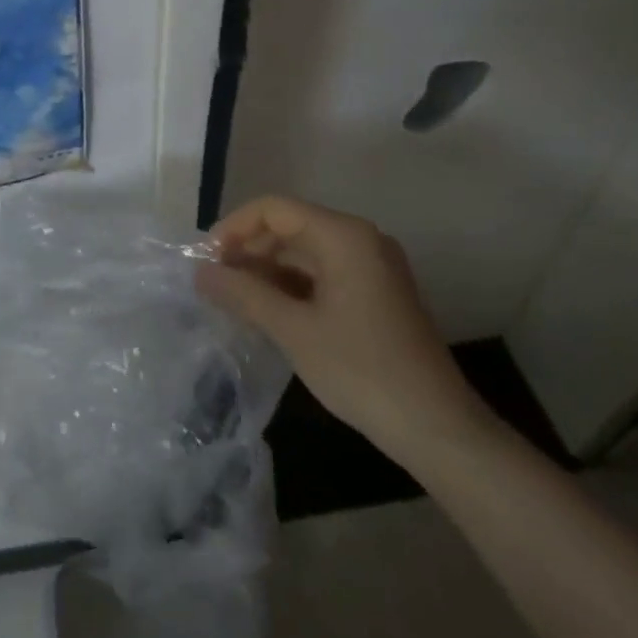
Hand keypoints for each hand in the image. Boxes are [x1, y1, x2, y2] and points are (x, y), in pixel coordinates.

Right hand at [195, 196, 491, 461]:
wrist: (437, 428)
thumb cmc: (361, 370)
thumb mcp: (293, 330)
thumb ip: (242, 294)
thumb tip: (199, 271)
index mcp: (344, 236)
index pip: (274, 209)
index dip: (233, 228)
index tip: (205, 261)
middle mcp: (360, 240)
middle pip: (289, 227)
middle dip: (247, 250)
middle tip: (214, 284)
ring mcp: (371, 267)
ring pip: (303, 253)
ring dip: (266, 271)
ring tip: (232, 300)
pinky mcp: (374, 294)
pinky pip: (321, 274)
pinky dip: (289, 287)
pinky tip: (265, 312)